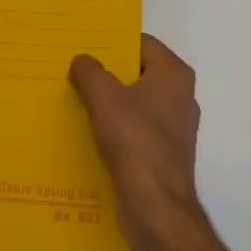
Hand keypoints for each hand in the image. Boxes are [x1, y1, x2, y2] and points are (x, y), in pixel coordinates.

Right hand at [69, 34, 203, 250]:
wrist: (156, 208)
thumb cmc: (135, 143)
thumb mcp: (105, 99)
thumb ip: (90, 73)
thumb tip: (82, 61)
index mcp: (174, 76)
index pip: (141, 43)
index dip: (112, 42)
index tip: (83, 44)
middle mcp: (179, 97)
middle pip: (136, 72)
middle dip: (106, 72)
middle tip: (71, 69)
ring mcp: (172, 128)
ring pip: (133, 102)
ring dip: (106, 101)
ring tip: (71, 98)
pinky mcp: (161, 154)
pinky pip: (132, 129)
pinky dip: (112, 127)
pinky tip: (85, 131)